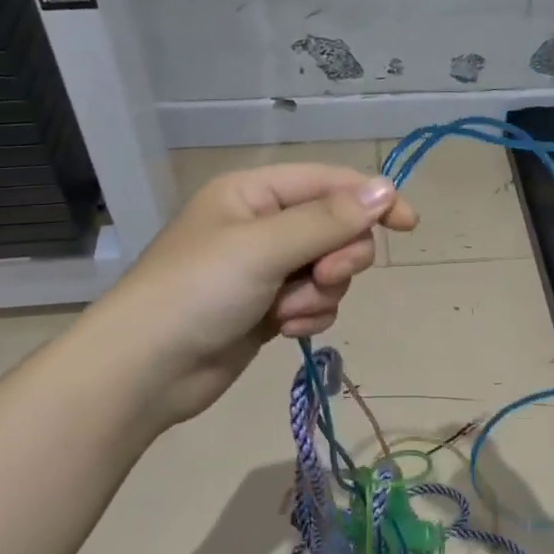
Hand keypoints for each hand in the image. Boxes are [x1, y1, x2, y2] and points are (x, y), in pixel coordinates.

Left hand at [95, 163, 417, 428]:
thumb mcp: (265, 247)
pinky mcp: (267, 308)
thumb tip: (386, 189)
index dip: (372, 199)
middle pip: (335, 228)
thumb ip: (328, 220)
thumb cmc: (198, 292)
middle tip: (323, 276)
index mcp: (255, 192)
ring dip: (319, 293)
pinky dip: (307, 316)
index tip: (409, 225)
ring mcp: (265, 269)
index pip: (329, 182)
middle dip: (337, 257)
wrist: (145, 371)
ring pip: (329, 270)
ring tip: (286, 313)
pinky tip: (281, 330)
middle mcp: (263, 224)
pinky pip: (314, 302)